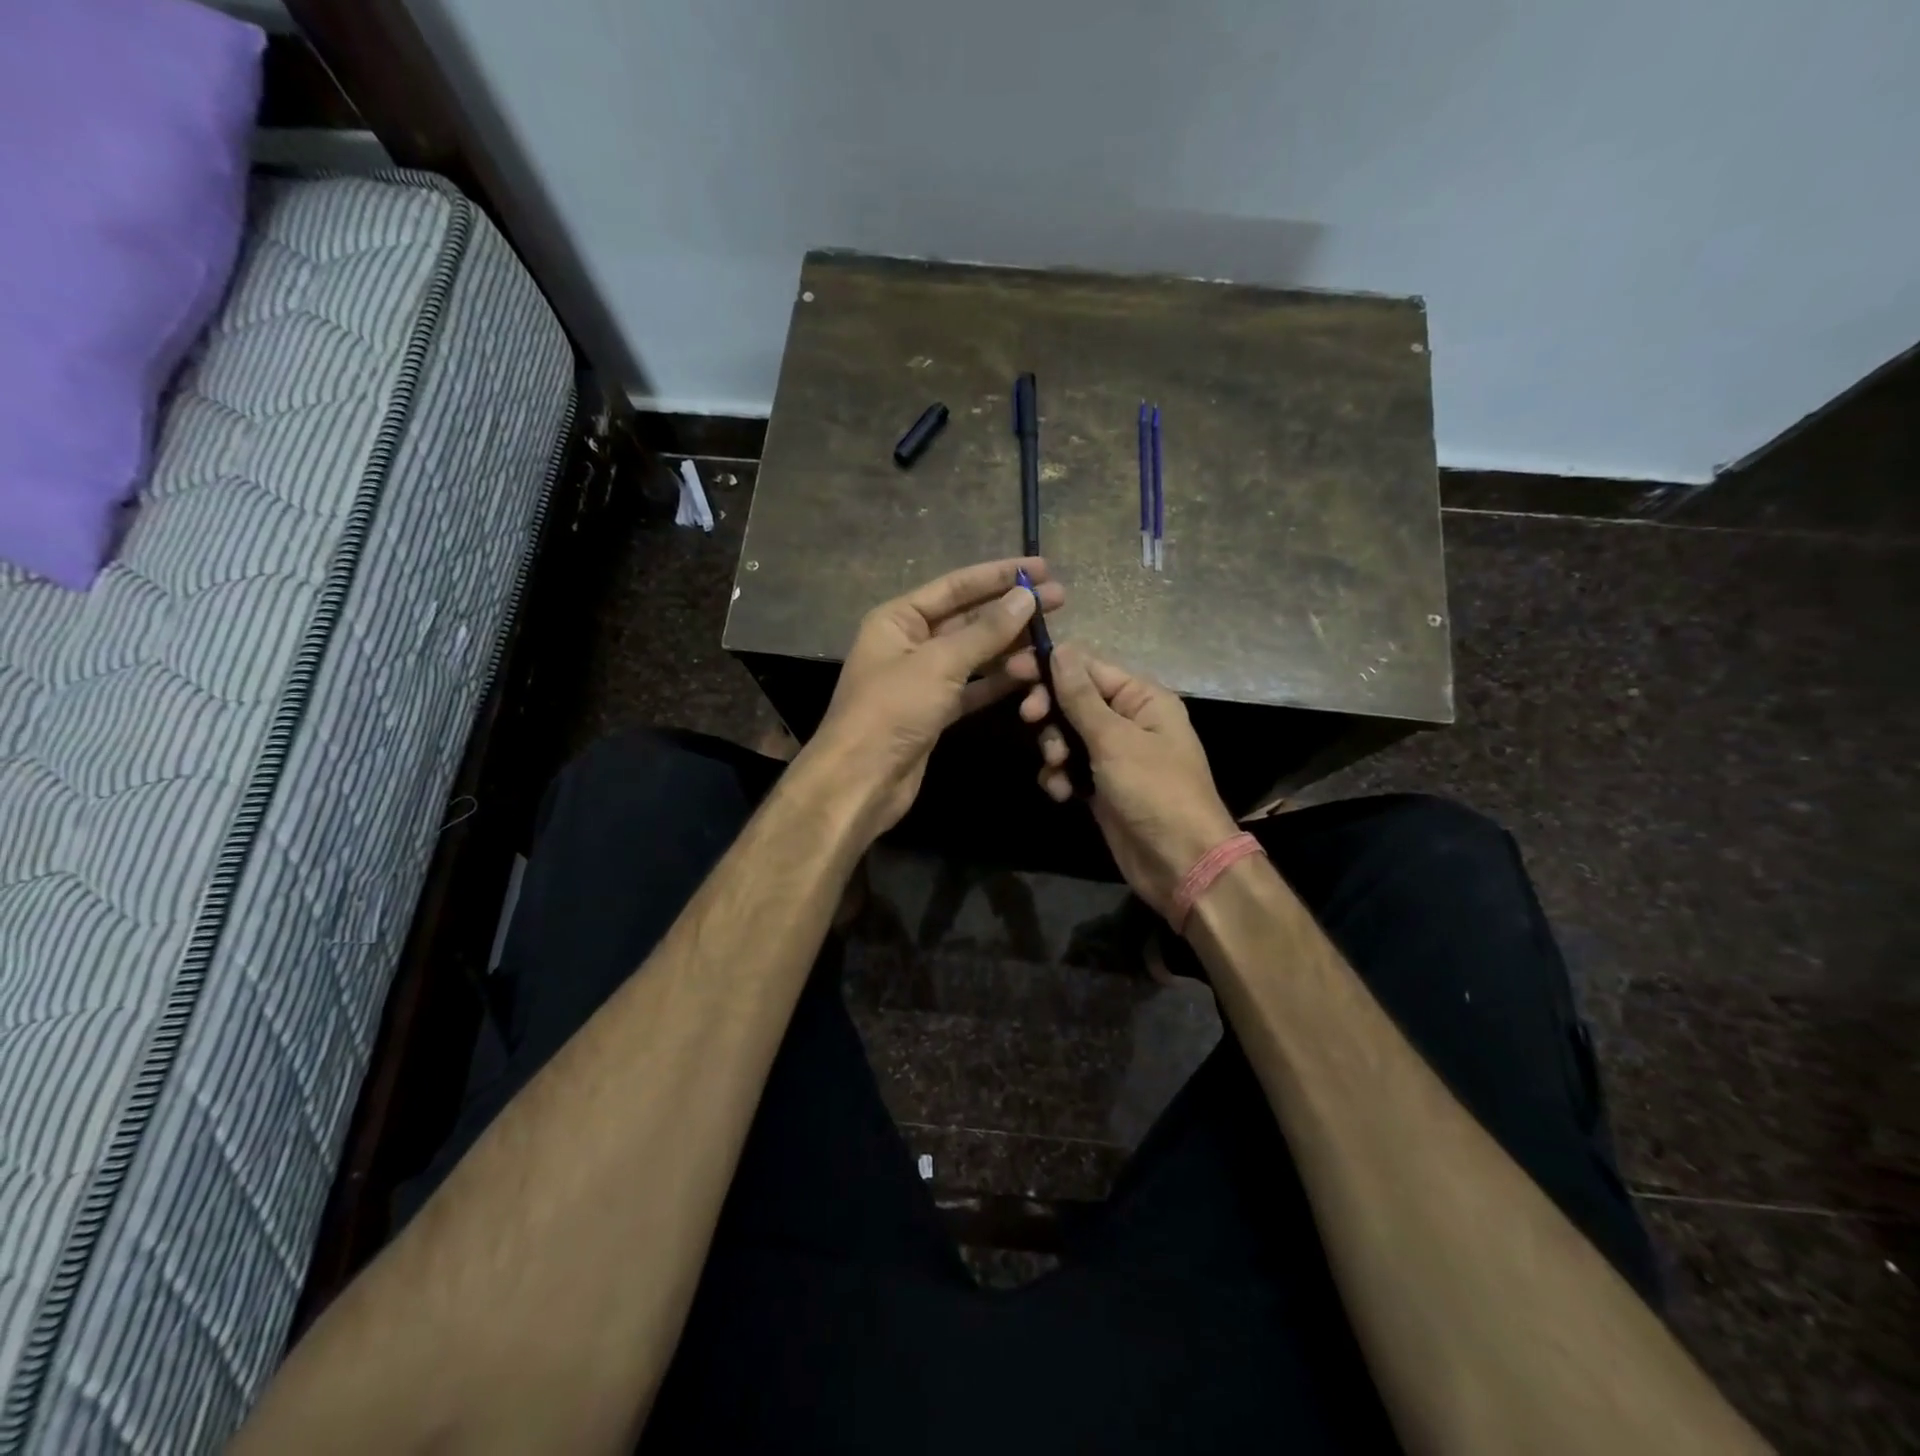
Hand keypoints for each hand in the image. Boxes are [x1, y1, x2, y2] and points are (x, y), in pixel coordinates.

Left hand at [804, 558, 1060, 838]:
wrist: (861, 781)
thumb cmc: (892, 711)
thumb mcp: (939, 664)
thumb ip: (986, 631)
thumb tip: (1026, 596)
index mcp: (899, 618)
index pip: (956, 586)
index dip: (999, 575)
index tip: (1042, 568)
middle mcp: (910, 642)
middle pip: (968, 618)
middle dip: (1011, 611)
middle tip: (1060, 600)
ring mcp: (924, 679)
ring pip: (975, 654)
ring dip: (1010, 649)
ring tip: (1050, 644)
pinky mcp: (936, 711)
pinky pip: (974, 687)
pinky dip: (1000, 681)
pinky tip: (1032, 674)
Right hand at [1026, 644, 1240, 919]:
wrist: (1179, 862)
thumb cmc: (1154, 791)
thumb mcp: (1114, 739)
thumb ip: (1081, 696)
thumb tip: (1060, 648)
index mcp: (1143, 698)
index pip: (1089, 667)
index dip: (1050, 667)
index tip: (1012, 671)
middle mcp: (1129, 720)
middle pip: (1074, 700)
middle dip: (1050, 711)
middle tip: (1030, 719)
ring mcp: (1114, 755)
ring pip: (1067, 735)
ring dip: (1054, 748)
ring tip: (1058, 767)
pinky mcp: (1101, 786)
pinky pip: (1069, 768)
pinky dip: (1060, 776)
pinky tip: (1061, 793)